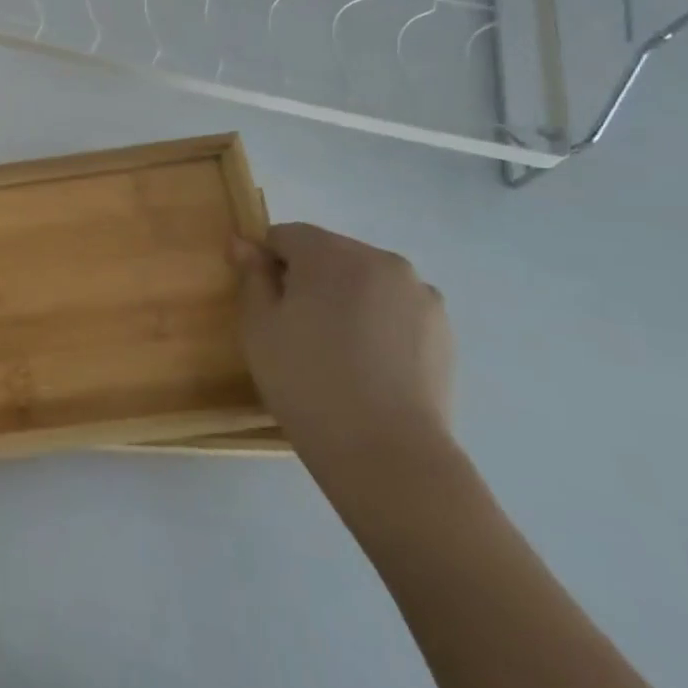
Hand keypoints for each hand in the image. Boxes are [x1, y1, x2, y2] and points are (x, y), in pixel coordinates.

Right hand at [230, 223, 454, 482]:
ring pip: (364, 280)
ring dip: (344, 298)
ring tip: (335, 349)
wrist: (385, 451)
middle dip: (308, 278)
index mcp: (333, 255)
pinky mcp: (443, 330)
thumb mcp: (259, 325)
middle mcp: (383, 262)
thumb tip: (244, 243)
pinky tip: (366, 363)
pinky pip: (394, 308)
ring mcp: (420, 295)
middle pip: (328, 253)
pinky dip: (376, 322)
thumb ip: (252, 275)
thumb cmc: (305, 379)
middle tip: (294, 328)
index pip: (286, 235)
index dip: (267, 263)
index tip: (263, 302)